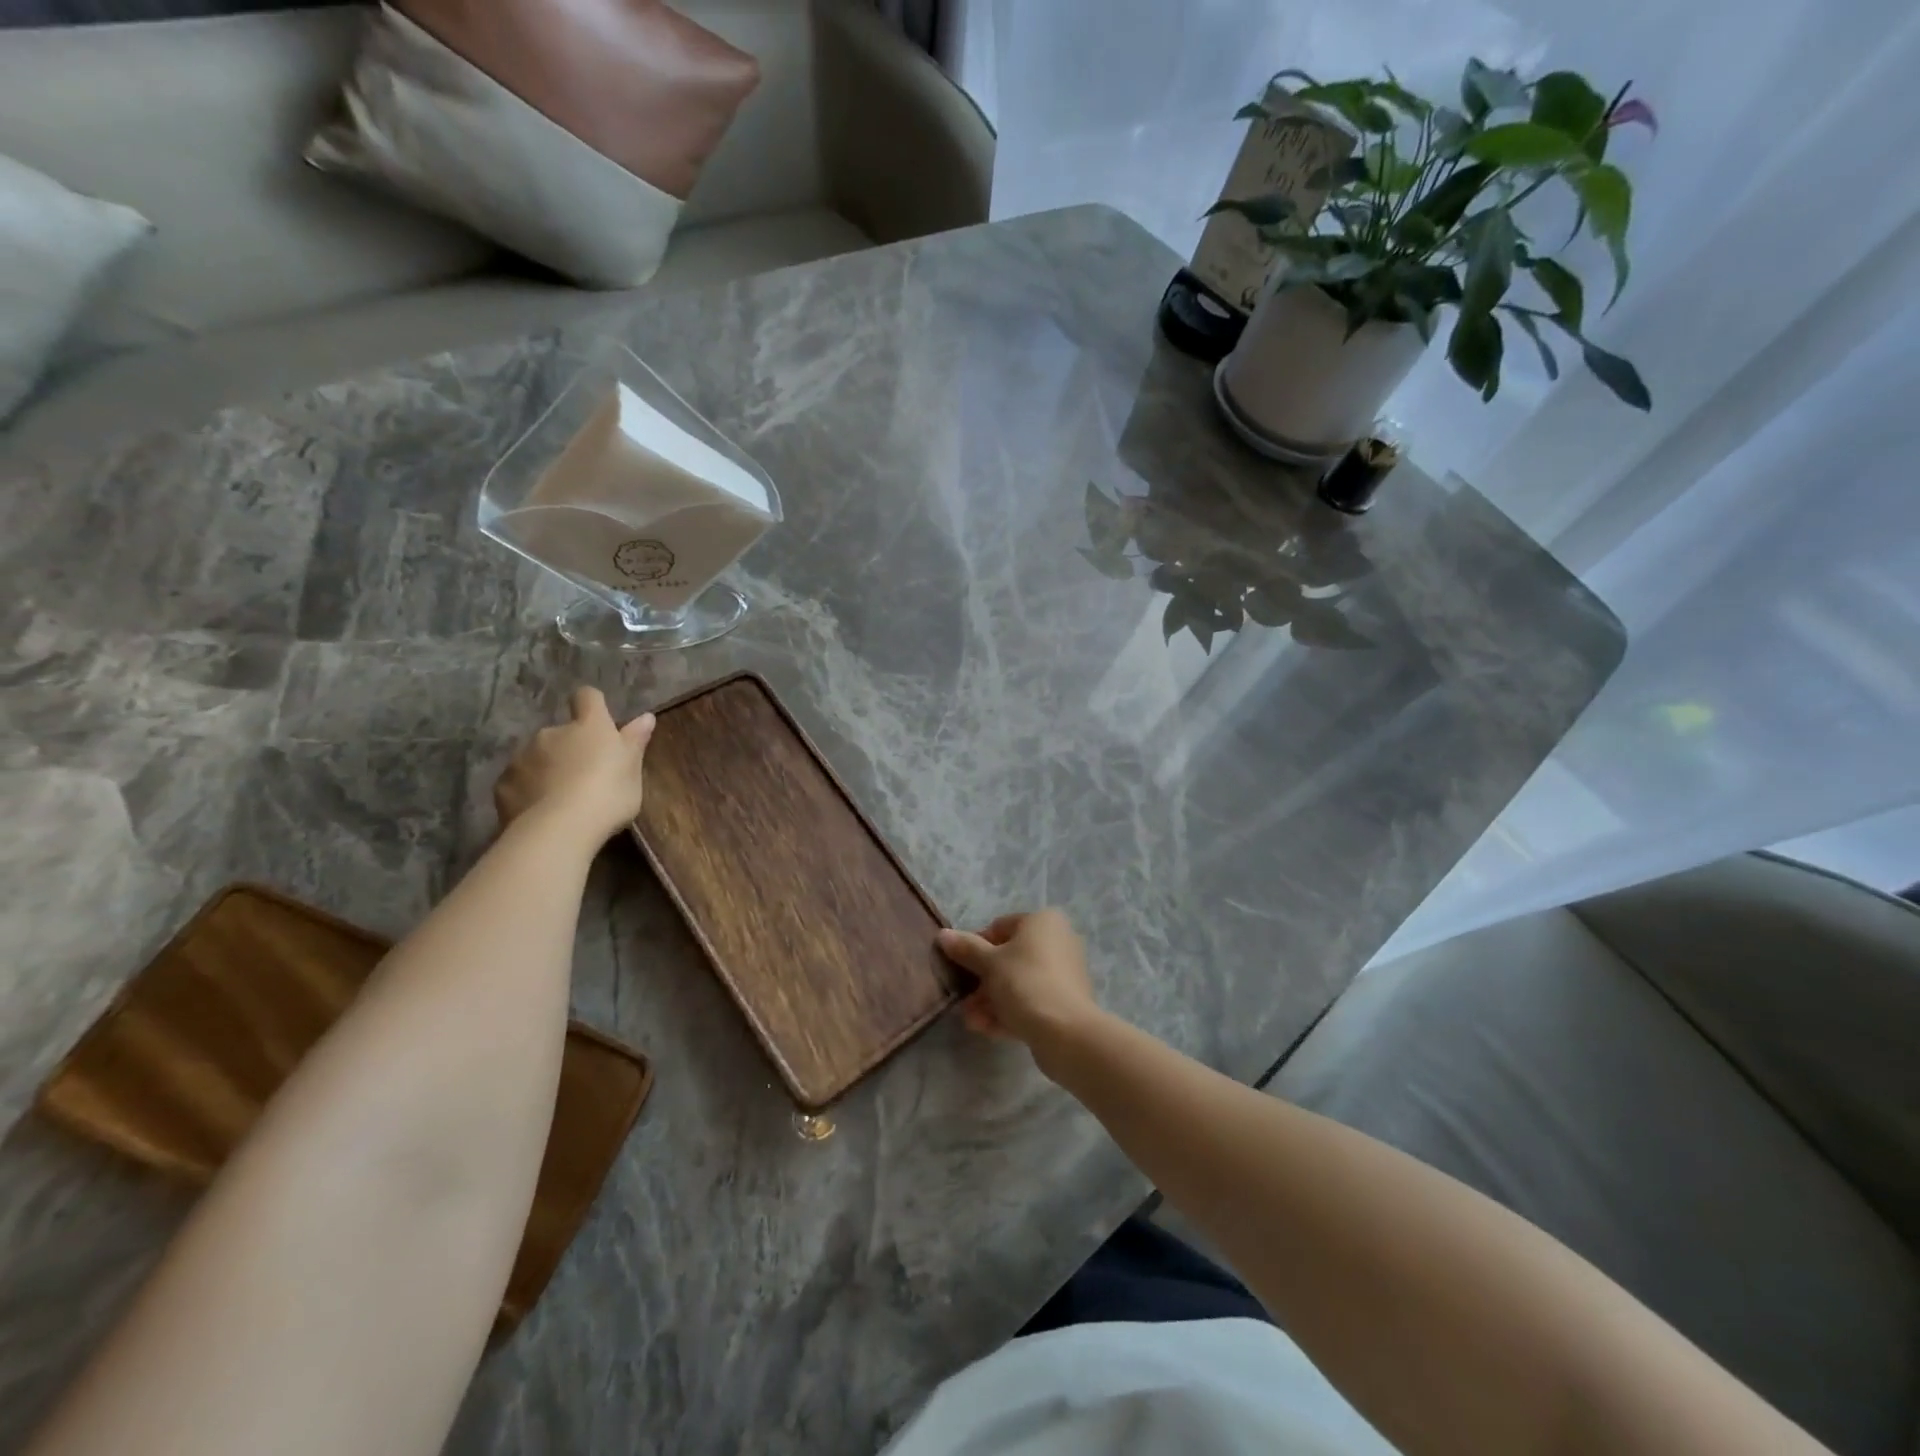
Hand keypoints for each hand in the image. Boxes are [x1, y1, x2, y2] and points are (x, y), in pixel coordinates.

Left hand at [493, 687, 655, 845]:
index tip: (599, 721)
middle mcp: (552, 733)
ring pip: (536, 756)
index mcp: (589, 727)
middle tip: (584, 776)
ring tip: (560, 798)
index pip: (588, 697)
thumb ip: (635, 742)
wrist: (559, 829)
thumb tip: (646, 717)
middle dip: (569, 748)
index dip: (592, 705)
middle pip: (561, 732)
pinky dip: (527, 790)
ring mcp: (523, 757)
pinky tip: (539, 812)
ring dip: (547, 769)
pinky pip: (518, 781)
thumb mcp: (632, 771)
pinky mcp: (503, 783)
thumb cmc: (608, 795)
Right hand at [936, 910, 1101, 1067]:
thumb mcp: (989, 963)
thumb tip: (943, 935)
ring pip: (1018, 983)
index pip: (999, 928)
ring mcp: (1063, 974)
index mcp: (1043, 922)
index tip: (960, 968)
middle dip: (982, 982)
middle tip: (964, 1001)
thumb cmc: (1025, 984)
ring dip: (991, 1001)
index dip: (976, 947)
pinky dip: (1010, 1012)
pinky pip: (1031, 1001)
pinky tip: (988, 1030)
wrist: (1066, 1033)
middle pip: (1008, 959)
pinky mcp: (1065, 1003)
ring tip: (973, 1021)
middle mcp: (1057, 941)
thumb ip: (966, 948)